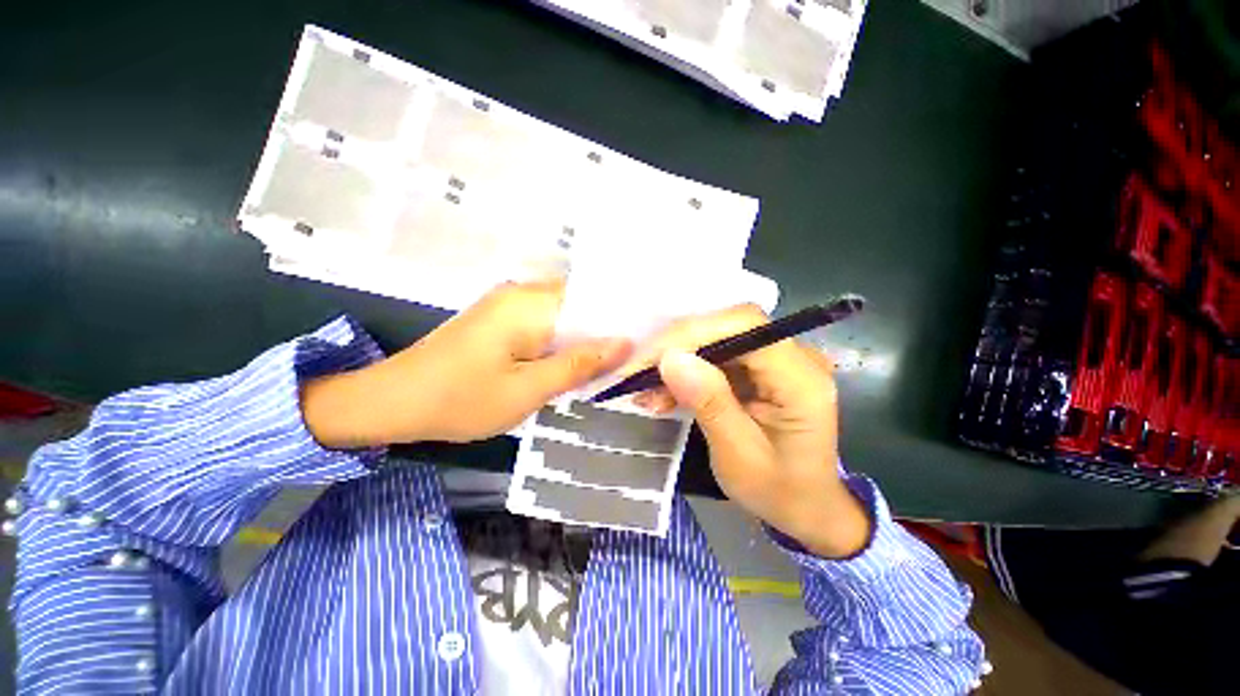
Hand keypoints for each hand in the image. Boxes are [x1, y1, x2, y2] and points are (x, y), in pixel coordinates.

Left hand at [302, 280, 631, 447]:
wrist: (392, 402)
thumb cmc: (460, 400)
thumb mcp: (527, 389)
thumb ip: (578, 364)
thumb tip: (624, 343)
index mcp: (530, 303)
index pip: (593, 297)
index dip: (621, 317)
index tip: (646, 339)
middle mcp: (522, 294)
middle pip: (580, 305)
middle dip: (605, 331)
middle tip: (632, 357)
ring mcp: (509, 305)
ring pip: (564, 317)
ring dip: (585, 339)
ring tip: (612, 362)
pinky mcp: (501, 320)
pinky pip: (546, 326)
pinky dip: (564, 343)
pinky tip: (576, 363)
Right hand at [626, 304, 869, 557]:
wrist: (804, 505)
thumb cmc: (778, 490)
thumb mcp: (738, 455)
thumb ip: (709, 403)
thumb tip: (671, 358)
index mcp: (801, 379)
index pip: (745, 325)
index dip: (694, 332)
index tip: (652, 359)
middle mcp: (793, 357)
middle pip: (726, 326)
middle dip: (678, 347)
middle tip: (637, 374)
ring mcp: (775, 359)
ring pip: (715, 339)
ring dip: (676, 361)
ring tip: (646, 393)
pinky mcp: (757, 368)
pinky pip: (715, 357)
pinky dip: (685, 373)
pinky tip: (662, 394)